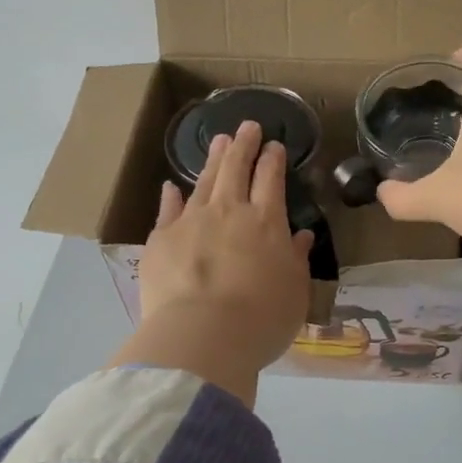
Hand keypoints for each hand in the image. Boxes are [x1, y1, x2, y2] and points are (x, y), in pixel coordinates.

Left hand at [114, 120, 313, 404]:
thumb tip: (300, 236)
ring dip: (213, 160)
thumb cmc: (261, 319)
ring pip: (203, 181)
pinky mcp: (160, 240)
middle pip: (236, 168)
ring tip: (219, 141)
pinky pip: (167, 210)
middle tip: (247, 126)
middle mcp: (229, 212)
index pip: (271, 179)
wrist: (202, 335)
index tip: (274, 145)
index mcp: (267, 222)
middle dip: (244, 145)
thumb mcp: (294, 292)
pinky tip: (171, 186)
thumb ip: (296, 259)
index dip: (273, 160)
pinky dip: (171, 196)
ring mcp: (191, 222)